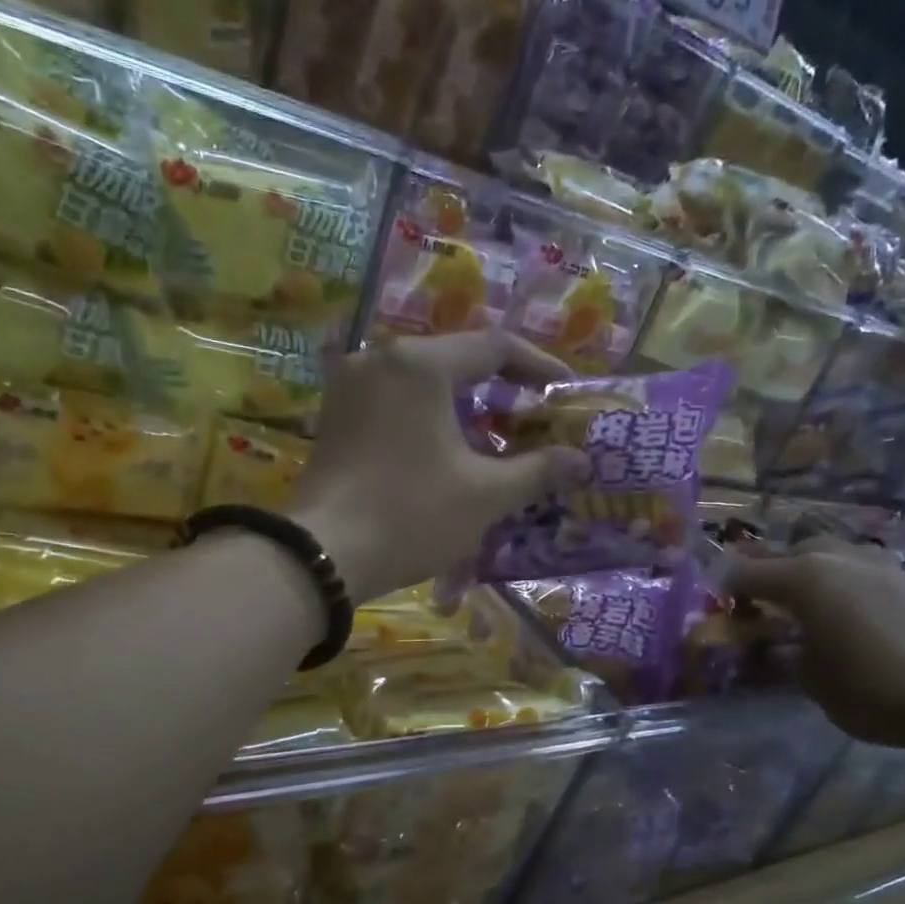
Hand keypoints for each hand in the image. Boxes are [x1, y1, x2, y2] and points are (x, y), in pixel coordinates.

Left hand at [289, 332, 590, 602]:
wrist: (322, 557)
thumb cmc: (410, 516)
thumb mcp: (485, 495)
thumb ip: (538, 470)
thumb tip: (582, 460)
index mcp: (419, 364)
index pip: (495, 347)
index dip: (539, 366)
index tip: (566, 391)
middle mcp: (379, 359)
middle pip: (455, 361)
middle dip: (500, 390)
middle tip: (532, 420)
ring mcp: (349, 387)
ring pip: (422, 383)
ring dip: (463, 407)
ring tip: (495, 440)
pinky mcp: (334, 418)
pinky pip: (393, 403)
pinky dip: (427, 418)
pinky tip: (446, 451)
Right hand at [726, 538, 904, 751]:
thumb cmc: (872, 688)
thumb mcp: (811, 680)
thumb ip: (784, 655)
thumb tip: (776, 647)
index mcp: (802, 577)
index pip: (744, 573)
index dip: (724, 589)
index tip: (717, 608)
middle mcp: (835, 558)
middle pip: (785, 553)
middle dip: (765, 572)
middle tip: (756, 603)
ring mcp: (875, 563)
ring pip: (825, 555)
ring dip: (805, 573)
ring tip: (802, 606)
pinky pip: (855, 570)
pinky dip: (839, 584)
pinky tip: (844, 613)